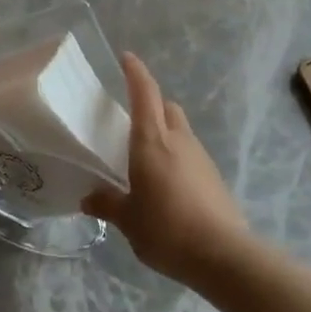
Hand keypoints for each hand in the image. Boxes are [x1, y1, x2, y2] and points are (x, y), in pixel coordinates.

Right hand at [83, 53, 250, 286]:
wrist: (222, 253)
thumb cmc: (166, 229)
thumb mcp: (128, 220)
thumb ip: (107, 204)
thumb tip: (88, 198)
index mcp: (152, 141)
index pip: (145, 93)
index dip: (136, 72)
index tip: (126, 57)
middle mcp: (179, 139)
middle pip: (166, 107)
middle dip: (151, 105)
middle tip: (130, 122)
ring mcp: (200, 156)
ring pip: (180, 130)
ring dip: (164, 133)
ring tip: (144, 160)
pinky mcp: (213, 176)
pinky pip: (190, 154)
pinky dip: (176, 157)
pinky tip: (166, 185)